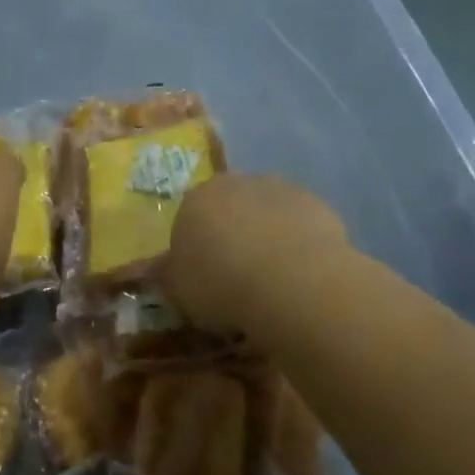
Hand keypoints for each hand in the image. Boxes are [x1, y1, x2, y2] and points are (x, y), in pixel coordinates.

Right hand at [165, 174, 348, 333]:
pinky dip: (298, 244)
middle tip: (239, 276)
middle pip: (229, 208)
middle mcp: (234, 184)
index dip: (197, 248)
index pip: (189, 218)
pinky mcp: (316, 204)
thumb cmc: (222, 285)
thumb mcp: (178, 291)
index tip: (205, 277)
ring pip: (266, 213)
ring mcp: (278, 189)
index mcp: (195, 200)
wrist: (291, 281)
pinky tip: (301, 275)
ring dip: (267, 235)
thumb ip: (168, 275)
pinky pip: (300, 225)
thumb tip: (159, 269)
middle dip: (232, 234)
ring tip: (274, 279)